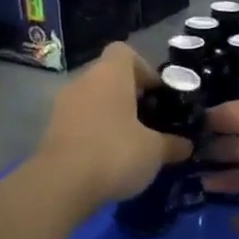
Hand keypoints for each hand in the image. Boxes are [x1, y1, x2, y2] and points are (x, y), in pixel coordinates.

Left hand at [33, 43, 192, 207]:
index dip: (145, 69)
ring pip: (94, 100)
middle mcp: (83, 82)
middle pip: (110, 78)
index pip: (125, 52)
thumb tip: (187, 145)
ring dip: (112, 116)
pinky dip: (95, 133)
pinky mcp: (52, 131)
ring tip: (133, 143)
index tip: (158, 94)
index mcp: (110, 75)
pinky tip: (110, 158)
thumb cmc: (115, 153)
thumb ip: (173, 144)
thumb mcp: (155, 151)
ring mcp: (63, 106)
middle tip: (151, 122)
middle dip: (131, 96)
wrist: (60, 186)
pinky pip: (81, 122)